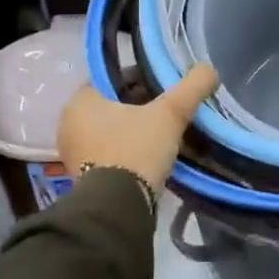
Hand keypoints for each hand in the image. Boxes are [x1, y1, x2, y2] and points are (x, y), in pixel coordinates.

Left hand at [57, 64, 218, 194]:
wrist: (118, 209)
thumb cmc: (136, 149)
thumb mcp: (170, 114)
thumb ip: (191, 88)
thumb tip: (209, 69)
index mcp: (80, 100)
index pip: (112, 78)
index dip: (141, 79)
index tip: (165, 88)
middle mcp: (69, 124)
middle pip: (112, 105)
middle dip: (140, 107)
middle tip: (168, 112)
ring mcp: (73, 153)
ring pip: (111, 131)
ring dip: (135, 131)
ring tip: (165, 136)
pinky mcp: (82, 178)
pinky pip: (109, 154)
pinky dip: (128, 152)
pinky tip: (151, 157)